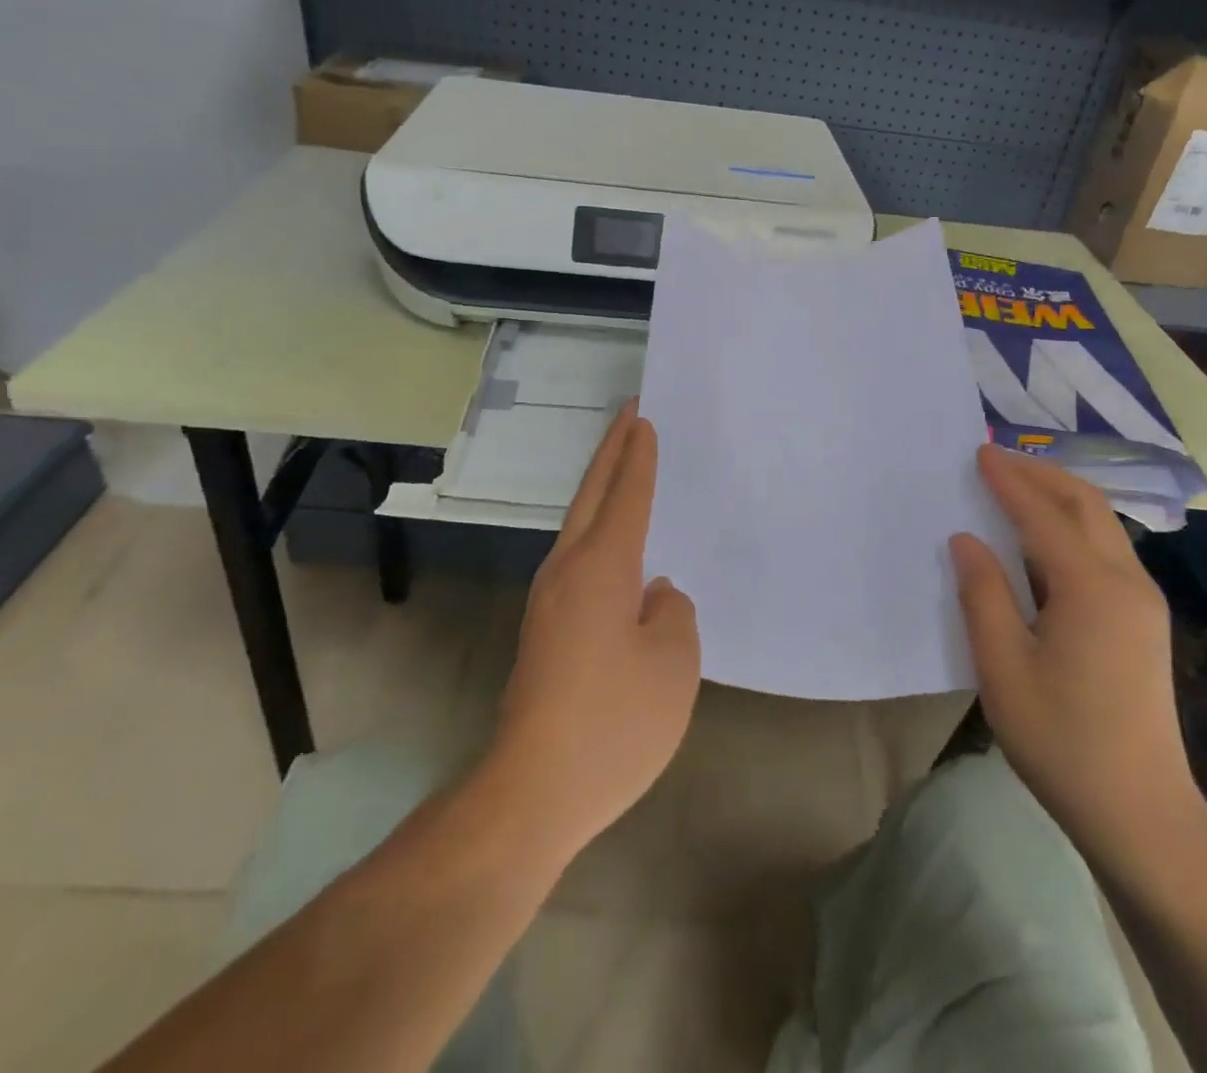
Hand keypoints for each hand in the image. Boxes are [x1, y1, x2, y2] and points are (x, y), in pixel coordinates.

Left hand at [488, 405, 700, 857]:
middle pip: (590, 496)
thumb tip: (655, 594)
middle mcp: (567, 571)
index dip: (638, 457)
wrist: (533, 791)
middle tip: (628, 416)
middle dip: (610, 453)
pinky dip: (597, 533)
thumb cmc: (613, 722)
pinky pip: (577, 561)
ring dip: (600, 492)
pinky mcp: (544, 630)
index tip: (643, 419)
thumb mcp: (673, 664)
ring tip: (625, 472)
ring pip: (578, 527)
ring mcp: (548, 601)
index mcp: (601, 567)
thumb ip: (673, 612)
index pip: (626, 495)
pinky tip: (618, 553)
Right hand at [949, 446, 1197, 839]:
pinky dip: (1072, 527)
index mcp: (1091, 588)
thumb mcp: (1003, 667)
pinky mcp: (1143, 621)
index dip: (1008, 481)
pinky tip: (1042, 540)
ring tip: (1016, 488)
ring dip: (1059, 497)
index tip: (978, 452)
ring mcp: (1142, 602)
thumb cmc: (1061, 739)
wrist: (1141, 813)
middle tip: (996, 460)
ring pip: (1102, 525)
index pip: (1043, 514)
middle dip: (1041, 475)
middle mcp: (1126, 582)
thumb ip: (983, 594)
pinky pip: (1106, 551)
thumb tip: (967, 539)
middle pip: (1086, 505)